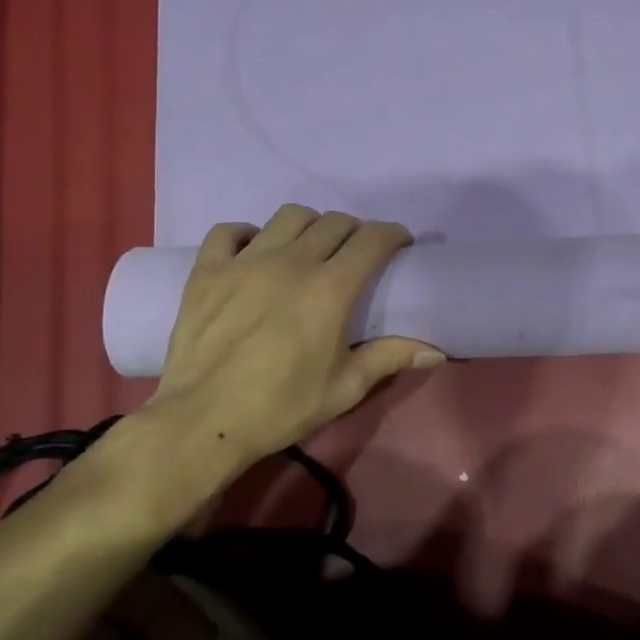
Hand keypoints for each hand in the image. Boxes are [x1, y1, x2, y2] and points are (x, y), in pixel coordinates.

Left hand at [116, 206, 443, 507]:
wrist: (203, 422)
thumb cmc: (282, 407)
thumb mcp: (346, 387)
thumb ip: (390, 358)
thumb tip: (437, 351)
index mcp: (331, 288)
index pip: (373, 239)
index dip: (392, 235)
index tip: (399, 245)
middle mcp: (292, 262)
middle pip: (334, 222)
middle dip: (355, 231)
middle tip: (357, 254)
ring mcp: (245, 262)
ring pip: (288, 217)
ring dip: (309, 226)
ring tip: (309, 249)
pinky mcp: (207, 271)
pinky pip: (228, 232)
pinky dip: (246, 234)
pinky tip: (253, 251)